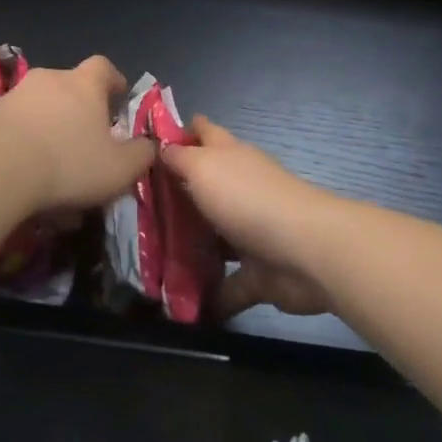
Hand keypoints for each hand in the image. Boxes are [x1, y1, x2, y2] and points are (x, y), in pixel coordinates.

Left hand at [0, 56, 153, 213]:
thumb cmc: (68, 162)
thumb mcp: (120, 168)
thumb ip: (141, 154)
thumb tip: (149, 145)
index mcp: (84, 83)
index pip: (103, 67)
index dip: (113, 80)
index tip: (118, 96)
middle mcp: (50, 79)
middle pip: (69, 85)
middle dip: (79, 107)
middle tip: (87, 136)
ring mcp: (15, 95)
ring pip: (40, 106)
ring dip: (49, 126)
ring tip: (54, 162)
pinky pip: (15, 125)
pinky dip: (24, 142)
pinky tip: (26, 173)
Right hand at [160, 117, 340, 320]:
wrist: (305, 251)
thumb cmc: (247, 198)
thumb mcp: (203, 167)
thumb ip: (179, 158)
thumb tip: (163, 148)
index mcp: (229, 157)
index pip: (205, 133)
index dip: (182, 132)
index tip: (149, 143)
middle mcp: (241, 189)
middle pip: (205, 187)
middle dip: (176, 197)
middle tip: (136, 212)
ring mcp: (251, 232)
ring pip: (215, 238)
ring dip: (191, 249)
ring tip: (152, 262)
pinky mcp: (259, 272)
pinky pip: (230, 284)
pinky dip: (212, 297)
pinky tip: (181, 309)